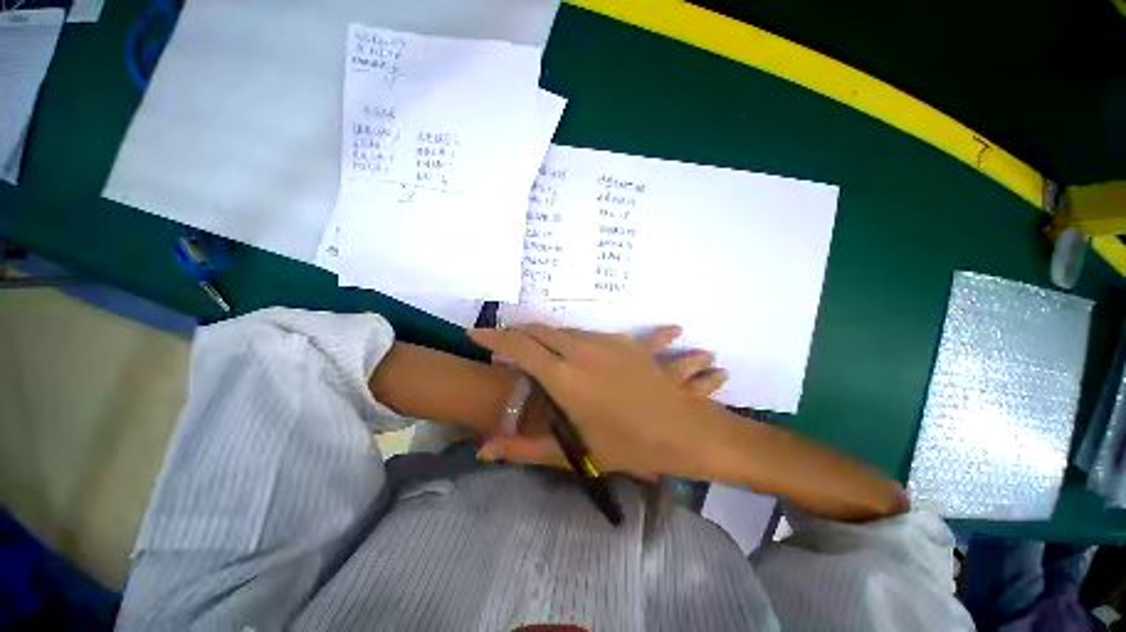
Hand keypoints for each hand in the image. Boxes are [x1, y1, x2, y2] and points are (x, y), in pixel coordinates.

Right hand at [468, 325, 734, 479]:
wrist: (687, 430)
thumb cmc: (631, 446)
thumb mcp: (576, 452)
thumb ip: (525, 449)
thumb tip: (484, 450)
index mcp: (565, 377)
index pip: (519, 346)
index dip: (493, 337)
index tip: (474, 336)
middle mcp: (581, 350)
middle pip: (538, 330)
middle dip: (516, 333)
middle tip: (504, 347)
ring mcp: (605, 342)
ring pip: (563, 330)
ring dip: (543, 337)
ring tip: (534, 351)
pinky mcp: (624, 341)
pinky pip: (587, 333)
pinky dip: (570, 338)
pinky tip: (571, 351)